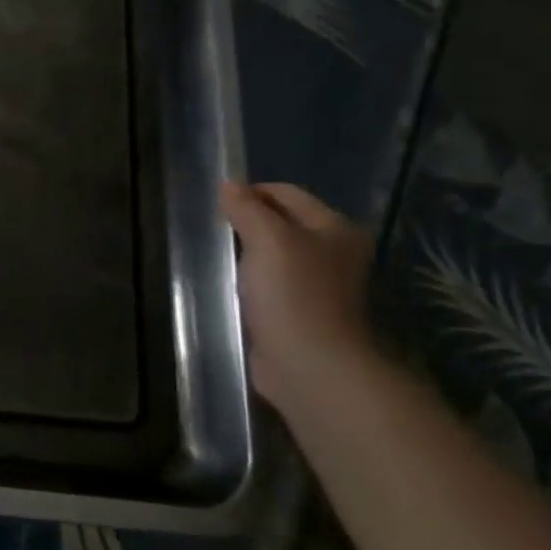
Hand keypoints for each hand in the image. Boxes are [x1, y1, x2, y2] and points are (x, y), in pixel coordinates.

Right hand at [221, 181, 377, 420]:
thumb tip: (229, 185)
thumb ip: (247, 208)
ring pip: (275, 254)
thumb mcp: (267, 239)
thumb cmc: (292, 293)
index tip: (216, 204)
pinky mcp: (301, 312)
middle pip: (283, 222)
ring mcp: (319, 285)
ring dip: (248, 253)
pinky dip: (251, 280)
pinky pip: (270, 283)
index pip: (287, 193)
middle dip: (248, 222)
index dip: (251, 192)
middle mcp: (334, 252)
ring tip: (219, 257)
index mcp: (335, 228)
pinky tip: (231, 286)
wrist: (309, 364)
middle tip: (215, 230)